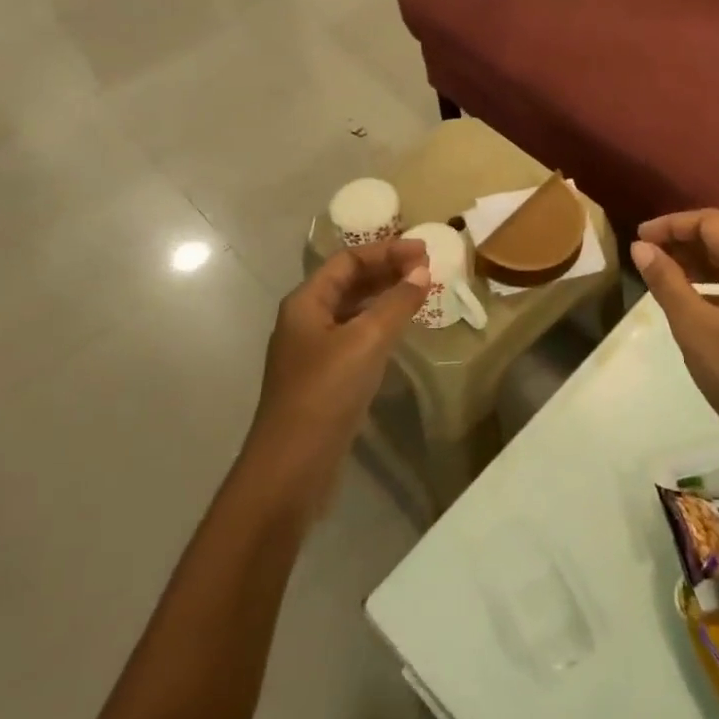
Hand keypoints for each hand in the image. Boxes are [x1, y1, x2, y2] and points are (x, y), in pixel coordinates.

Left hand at [250, 239, 428, 478]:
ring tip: (420, 293)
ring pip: (353, 309)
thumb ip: (396, 303)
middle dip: (387, 270)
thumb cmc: (326, 393)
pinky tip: (400, 332)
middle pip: (349, 282)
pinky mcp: (324, 378)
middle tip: (427, 268)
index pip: (348, 260)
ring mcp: (313, 351)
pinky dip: (379, 325)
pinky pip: (355, 336)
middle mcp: (305, 320)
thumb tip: (422, 271)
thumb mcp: (366, 341)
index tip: (424, 252)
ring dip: (385, 297)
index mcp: (306, 302)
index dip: (387, 251)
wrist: (291, 467)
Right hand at [631, 210, 718, 467]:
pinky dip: (715, 286)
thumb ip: (667, 282)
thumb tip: (641, 247)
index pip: (711, 222)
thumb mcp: (695, 327)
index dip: (671, 224)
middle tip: (645, 256)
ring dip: (698, 264)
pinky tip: (692, 303)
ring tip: (661, 276)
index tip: (638, 239)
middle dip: (683, 242)